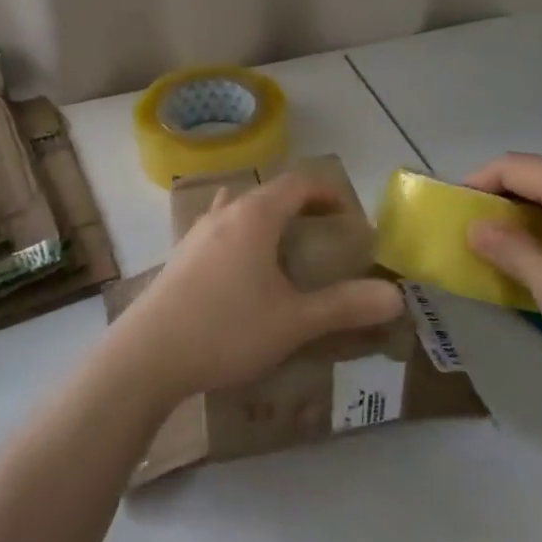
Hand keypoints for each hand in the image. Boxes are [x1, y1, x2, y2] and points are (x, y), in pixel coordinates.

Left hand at [104, 172, 403, 407]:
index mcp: (255, 216)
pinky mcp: (178, 258)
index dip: (325, 192)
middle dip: (297, 205)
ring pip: (237, 209)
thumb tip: (395, 296)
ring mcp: (195, 235)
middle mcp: (224, 214)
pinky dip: (239, 237)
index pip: (297, 184)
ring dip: (264, 218)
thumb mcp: (294, 321)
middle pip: (266, 192)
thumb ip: (345, 306)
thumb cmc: (226, 329)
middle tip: (320, 232)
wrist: (146, 357)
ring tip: (281, 248)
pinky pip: (217, 232)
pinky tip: (240, 274)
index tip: (346, 212)